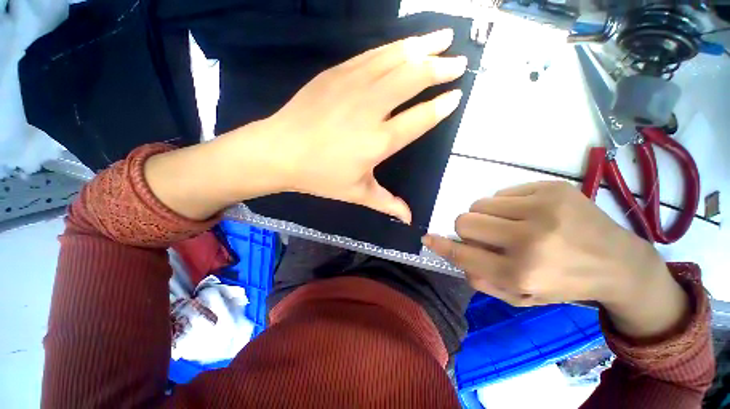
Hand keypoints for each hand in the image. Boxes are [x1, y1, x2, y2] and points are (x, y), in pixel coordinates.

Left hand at [257, 28, 466, 222]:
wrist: (280, 151)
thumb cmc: (320, 176)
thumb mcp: (357, 193)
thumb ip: (387, 203)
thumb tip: (409, 219)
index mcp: (379, 141)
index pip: (420, 118)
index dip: (441, 106)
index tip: (457, 95)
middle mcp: (371, 109)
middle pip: (413, 79)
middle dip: (441, 68)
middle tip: (460, 62)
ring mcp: (353, 86)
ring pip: (396, 59)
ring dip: (423, 47)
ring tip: (444, 37)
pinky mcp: (336, 73)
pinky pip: (372, 54)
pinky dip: (394, 46)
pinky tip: (406, 43)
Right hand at [423, 181, 689, 338]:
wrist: (619, 263)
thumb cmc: (564, 284)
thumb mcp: (520, 298)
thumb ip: (481, 280)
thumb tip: (454, 253)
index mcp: (521, 274)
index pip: (462, 254)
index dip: (440, 245)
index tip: (428, 238)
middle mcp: (529, 240)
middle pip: (464, 221)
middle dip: (467, 229)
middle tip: (487, 236)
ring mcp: (543, 209)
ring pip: (480, 204)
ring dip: (487, 216)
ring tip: (511, 225)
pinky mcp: (552, 189)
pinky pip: (502, 192)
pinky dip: (506, 205)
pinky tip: (529, 215)